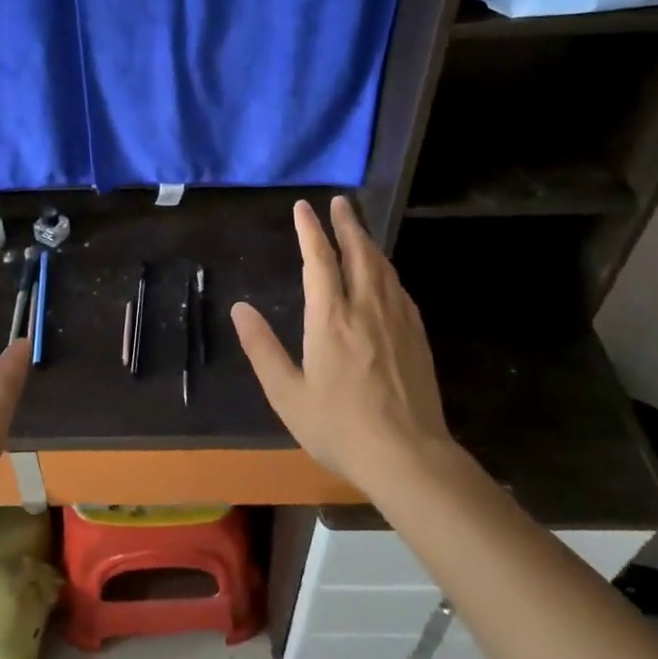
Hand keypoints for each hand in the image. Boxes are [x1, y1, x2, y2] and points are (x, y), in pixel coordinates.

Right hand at [231, 196, 456, 491]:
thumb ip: (262, 348)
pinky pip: (399, 289)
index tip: (304, 207)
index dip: (309, 230)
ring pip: (383, 267)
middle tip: (339, 202)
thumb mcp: (288, 394)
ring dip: (368, 242)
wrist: (408, 456)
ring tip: (358, 229)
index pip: (319, 260)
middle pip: (358, 253)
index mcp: (331, 319)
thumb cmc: (340, 427)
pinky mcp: (416, 336)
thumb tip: (240, 308)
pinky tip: (384, 275)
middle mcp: (366, 308)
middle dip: (346, 223)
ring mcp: (397, 320)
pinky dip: (386, 270)